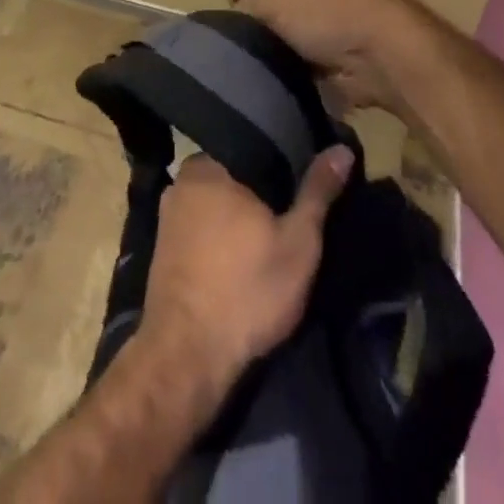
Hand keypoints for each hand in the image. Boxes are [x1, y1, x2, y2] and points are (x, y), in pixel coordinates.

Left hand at [139, 148, 354, 396]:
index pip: (254, 146)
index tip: (304, 180)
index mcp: (210, 163)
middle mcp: (183, 177)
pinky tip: (238, 255)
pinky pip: (199, 224)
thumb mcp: (298, 242)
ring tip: (268, 232)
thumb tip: (341, 148)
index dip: (283, 162)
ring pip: (215, 200)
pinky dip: (219, 233)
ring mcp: (168, 211)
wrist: (187, 357)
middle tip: (291, 210)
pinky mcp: (162, 244)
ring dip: (238, 213)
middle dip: (260, 188)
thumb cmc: (247, 290)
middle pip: (234, 172)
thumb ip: (318, 191)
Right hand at [216, 0, 440, 111]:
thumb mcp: (266, 1)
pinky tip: (284, 65)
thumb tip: (237, 26)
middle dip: (246, 7)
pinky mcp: (324, 28)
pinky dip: (282, 51)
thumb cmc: (323, 11)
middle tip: (253, 30)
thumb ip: (237, 8)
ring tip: (269, 52)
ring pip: (268, 12)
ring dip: (264, 34)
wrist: (385, 51)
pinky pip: (287, 36)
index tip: (241, 1)